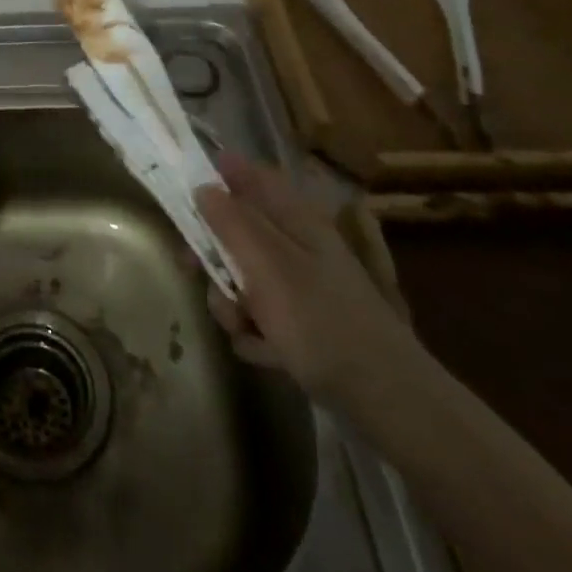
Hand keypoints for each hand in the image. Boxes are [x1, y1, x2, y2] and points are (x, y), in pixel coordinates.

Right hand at [195, 151, 413, 402]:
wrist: (385, 398)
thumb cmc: (320, 320)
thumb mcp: (266, 266)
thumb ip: (231, 223)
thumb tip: (203, 186)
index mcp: (296, 219)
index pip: (253, 176)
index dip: (220, 173)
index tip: (187, 189)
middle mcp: (298, 245)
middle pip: (239, 232)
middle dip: (215, 257)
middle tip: (195, 270)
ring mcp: (302, 286)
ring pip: (245, 278)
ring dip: (233, 303)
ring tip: (244, 326)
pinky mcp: (304, 324)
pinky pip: (261, 316)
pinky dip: (256, 334)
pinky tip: (265, 352)